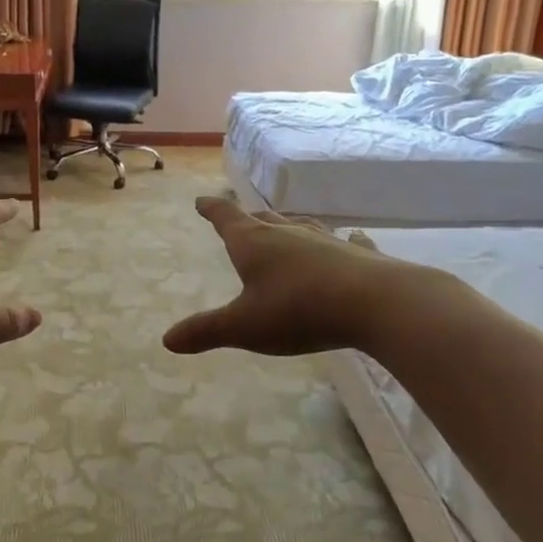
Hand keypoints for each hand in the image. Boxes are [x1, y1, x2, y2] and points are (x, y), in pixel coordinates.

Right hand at [163, 197, 411, 356]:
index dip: (212, 210)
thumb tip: (167, 340)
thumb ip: (206, 331)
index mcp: (254, 244)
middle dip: (247, 218)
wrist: (375, 303)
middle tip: (238, 216)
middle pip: (262, 218)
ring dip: (288, 225)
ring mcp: (326, 240)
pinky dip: (342, 240)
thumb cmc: (298, 311)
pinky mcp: (358, 254)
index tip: (202, 201)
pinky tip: (351, 238)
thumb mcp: (244, 327)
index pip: (226, 218)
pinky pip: (346, 241)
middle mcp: (288, 234)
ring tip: (283, 226)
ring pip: (301, 226)